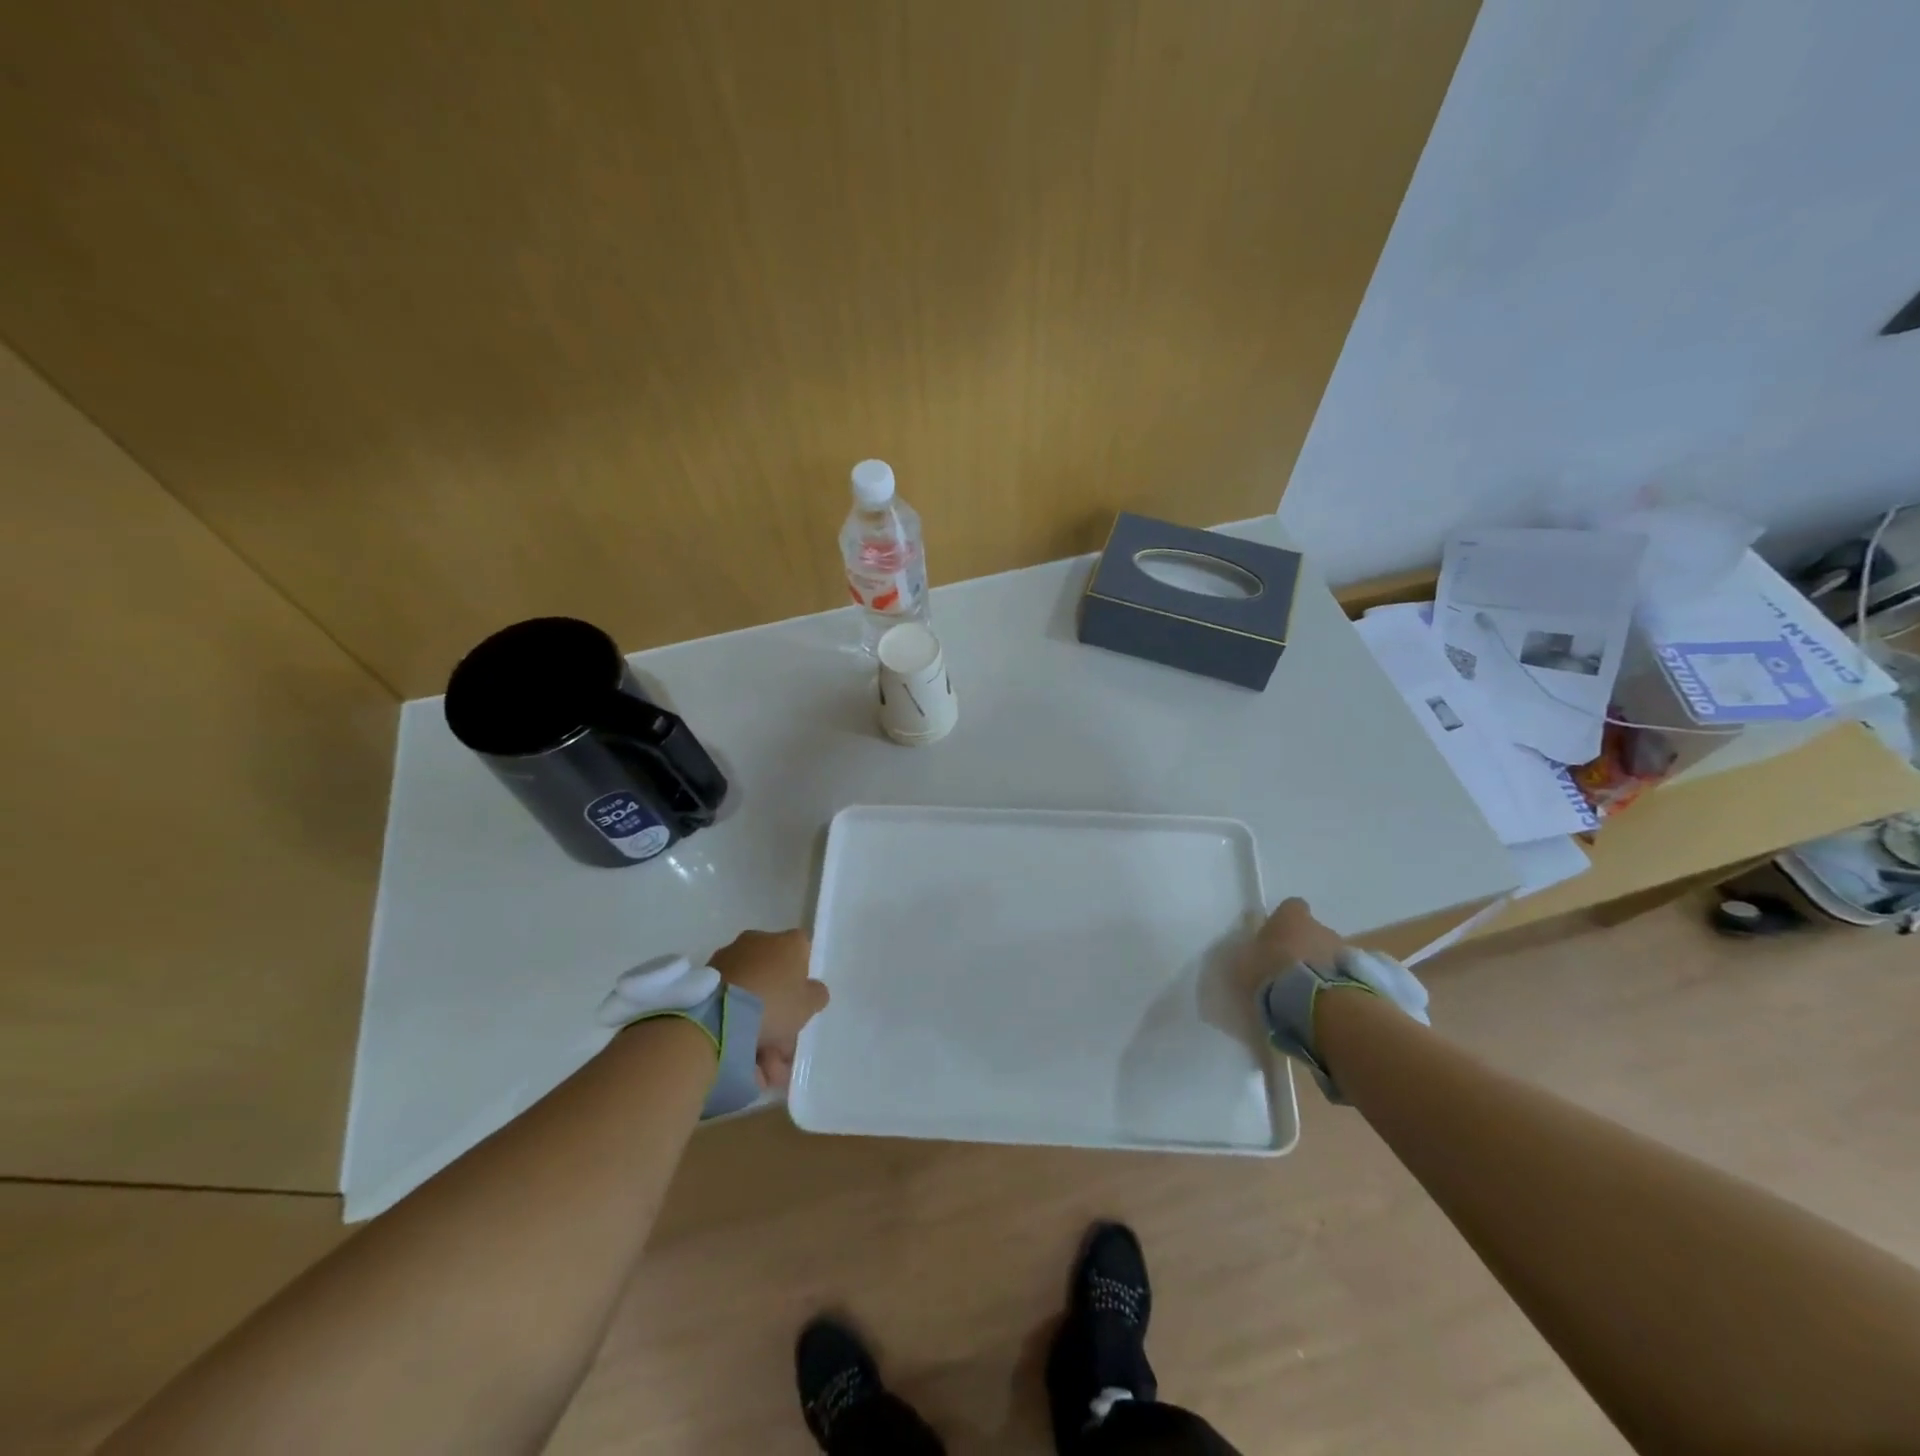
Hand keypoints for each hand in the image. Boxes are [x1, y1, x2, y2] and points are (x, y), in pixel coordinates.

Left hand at [709, 929, 828, 1089]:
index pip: (802, 952)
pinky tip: (744, 1061)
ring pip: (751, 996)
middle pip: (774, 978)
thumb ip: (816, 995)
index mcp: (787, 942)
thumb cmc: (774, 1002)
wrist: (719, 1015)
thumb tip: (812, 991)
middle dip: (779, 1014)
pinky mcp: (706, 980)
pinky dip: (736, 1028)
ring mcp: (729, 959)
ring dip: (758, 1029)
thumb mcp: (809, 1004)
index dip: (803, 979)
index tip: (800, 1006)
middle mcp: (758, 941)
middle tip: (782, 1050)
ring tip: (763, 1069)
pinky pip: (729, 1004)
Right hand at [1239, 897, 1346, 999]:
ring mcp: (1344, 949)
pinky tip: (1326, 1000)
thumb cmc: (1272, 972)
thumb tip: (1252, 950)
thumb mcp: (1245, 961)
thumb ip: (1250, 952)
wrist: (1316, 1000)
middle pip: (1313, 931)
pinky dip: (1338, 983)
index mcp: (1292, 916)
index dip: (1285, 921)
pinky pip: (1345, 975)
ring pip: (1331, 953)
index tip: (1277, 939)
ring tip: (1310, 990)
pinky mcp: (1361, 974)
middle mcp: (1321, 926)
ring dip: (1323, 966)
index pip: (1292, 907)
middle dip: (1306, 946)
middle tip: (1292, 970)